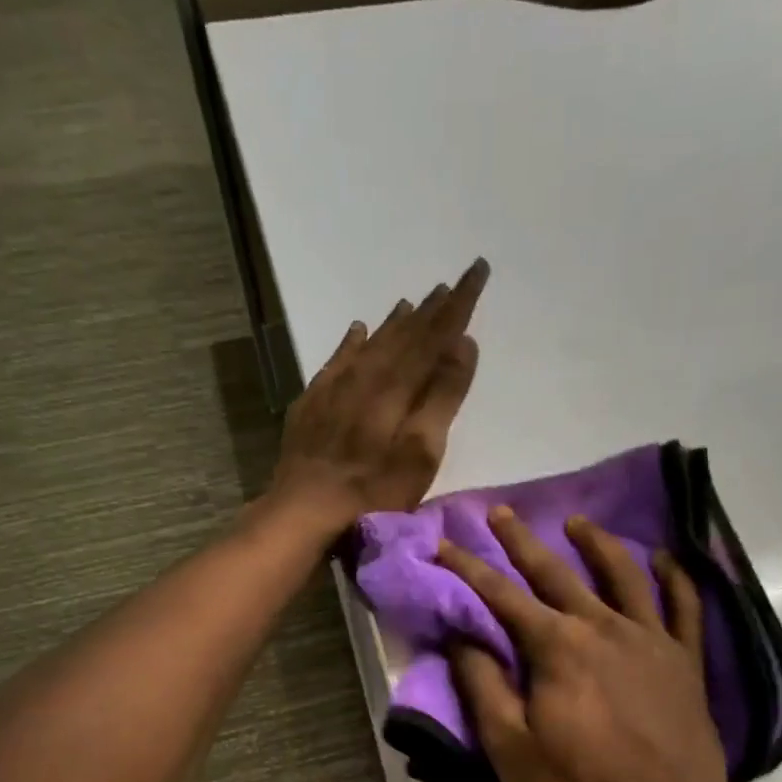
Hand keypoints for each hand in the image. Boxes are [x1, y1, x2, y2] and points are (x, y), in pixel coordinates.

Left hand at [270, 258, 489, 534]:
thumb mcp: (420, 452)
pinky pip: (337, 359)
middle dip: (432, 309)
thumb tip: (463, 343)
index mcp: (396, 385)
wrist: (304, 510)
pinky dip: (352, 342)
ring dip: (396, 323)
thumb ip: (442, 397)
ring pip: (372, 343)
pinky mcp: (313, 404)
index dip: (459, 305)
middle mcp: (365, 375)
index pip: (434, 335)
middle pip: (404, 334)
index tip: (477, 270)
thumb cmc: (374, 491)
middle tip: (452, 284)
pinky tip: (357, 330)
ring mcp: (334, 388)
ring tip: (414, 302)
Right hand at [436, 507, 730, 781]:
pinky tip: (664, 559)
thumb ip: (483, 685)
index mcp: (556, 646)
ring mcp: (650, 638)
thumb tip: (462, 635)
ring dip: (595, 543)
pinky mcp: (685, 658)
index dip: (468, 568)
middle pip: (555, 572)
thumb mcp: (511, 746)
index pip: (501, 596)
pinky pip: (683, 606)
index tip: (444, 542)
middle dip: (521, 541)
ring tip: (577, 522)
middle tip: (500, 512)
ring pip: (621, 574)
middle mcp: (602, 626)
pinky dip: (675, 577)